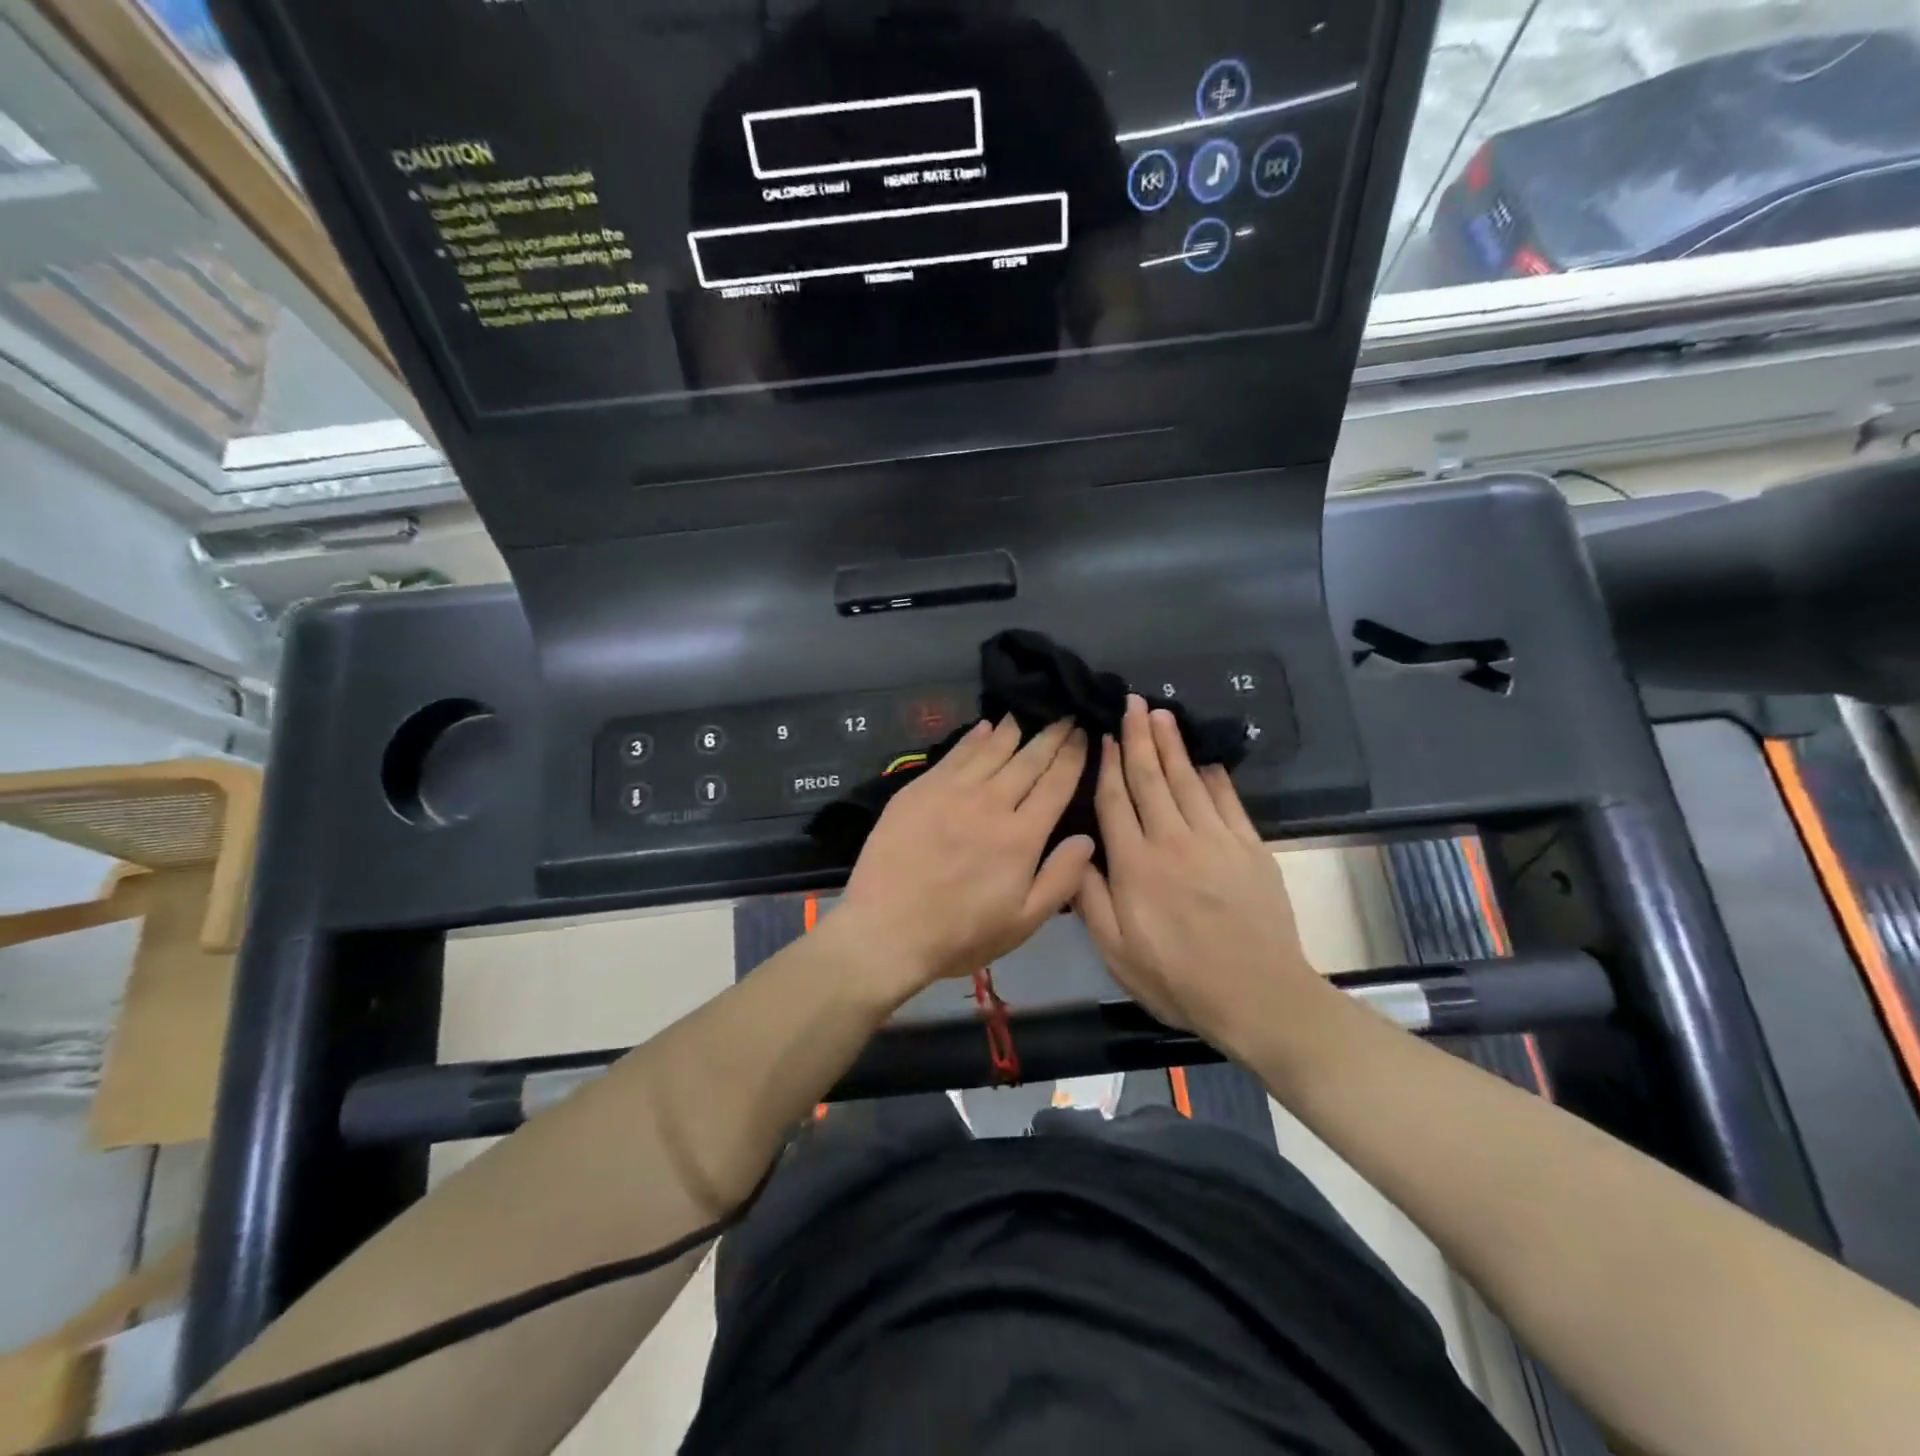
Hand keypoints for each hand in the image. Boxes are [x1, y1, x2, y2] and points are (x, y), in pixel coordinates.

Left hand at [836, 717, 1093, 999]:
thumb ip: (1060, 879)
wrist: (887, 930)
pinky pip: (954, 754)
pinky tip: (985, 727)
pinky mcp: (919, 790)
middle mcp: (991, 803)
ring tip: (1027, 712)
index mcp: (1021, 836)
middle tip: (1064, 715)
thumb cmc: (960, 934)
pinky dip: (973, 738)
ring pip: (991, 750)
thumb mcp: (1023, 922)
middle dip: (1051, 735)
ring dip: (1013, 730)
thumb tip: (1087, 838)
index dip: (1073, 756)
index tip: (1083, 733)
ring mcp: (952, 792)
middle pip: (1028, 760)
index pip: (1056, 784)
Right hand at [1075, 696, 1324, 1054]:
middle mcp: (1173, 840)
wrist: (1257, 996)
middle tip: (1133, 703)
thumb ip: (1090, 898)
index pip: (1115, 801)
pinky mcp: (1250, 847)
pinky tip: (1204, 757)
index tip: (1102, 736)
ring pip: (1187, 780)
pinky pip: (1227, 800)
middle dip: (1138, 738)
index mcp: (1135, 865)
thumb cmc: (1177, 979)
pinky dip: (1213, 774)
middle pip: (1151, 778)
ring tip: (1162, 714)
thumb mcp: (1116, 951)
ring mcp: (1216, 840)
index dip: (1106, 765)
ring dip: (1172, 745)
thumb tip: (1075, 851)